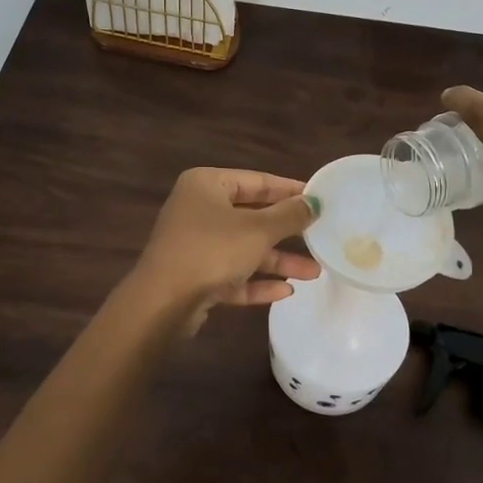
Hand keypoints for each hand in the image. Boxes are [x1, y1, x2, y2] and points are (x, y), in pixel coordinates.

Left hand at [129, 168, 321, 332]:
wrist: (163, 302)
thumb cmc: (212, 251)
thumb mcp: (258, 230)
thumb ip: (289, 216)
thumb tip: (313, 202)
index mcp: (206, 185)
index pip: (256, 181)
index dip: (289, 189)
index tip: (319, 199)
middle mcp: (197, 210)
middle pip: (250, 216)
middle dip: (285, 231)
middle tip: (320, 235)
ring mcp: (194, 244)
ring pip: (243, 248)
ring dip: (277, 260)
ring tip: (314, 272)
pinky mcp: (194, 276)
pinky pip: (231, 274)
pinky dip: (256, 282)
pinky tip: (285, 292)